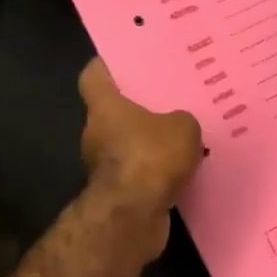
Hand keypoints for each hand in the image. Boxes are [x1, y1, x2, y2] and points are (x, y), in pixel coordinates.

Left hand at [78, 60, 203, 251]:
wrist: (133, 216)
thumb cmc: (150, 157)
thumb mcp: (183, 127)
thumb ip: (182, 119)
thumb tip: (178, 125)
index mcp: (105, 107)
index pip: (93, 76)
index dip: (106, 66)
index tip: (126, 61)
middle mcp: (96, 133)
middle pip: (114, 111)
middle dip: (138, 107)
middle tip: (170, 99)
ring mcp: (103, 165)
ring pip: (128, 144)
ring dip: (149, 142)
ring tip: (182, 136)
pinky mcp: (117, 192)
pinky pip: (139, 172)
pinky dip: (155, 171)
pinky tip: (183, 168)